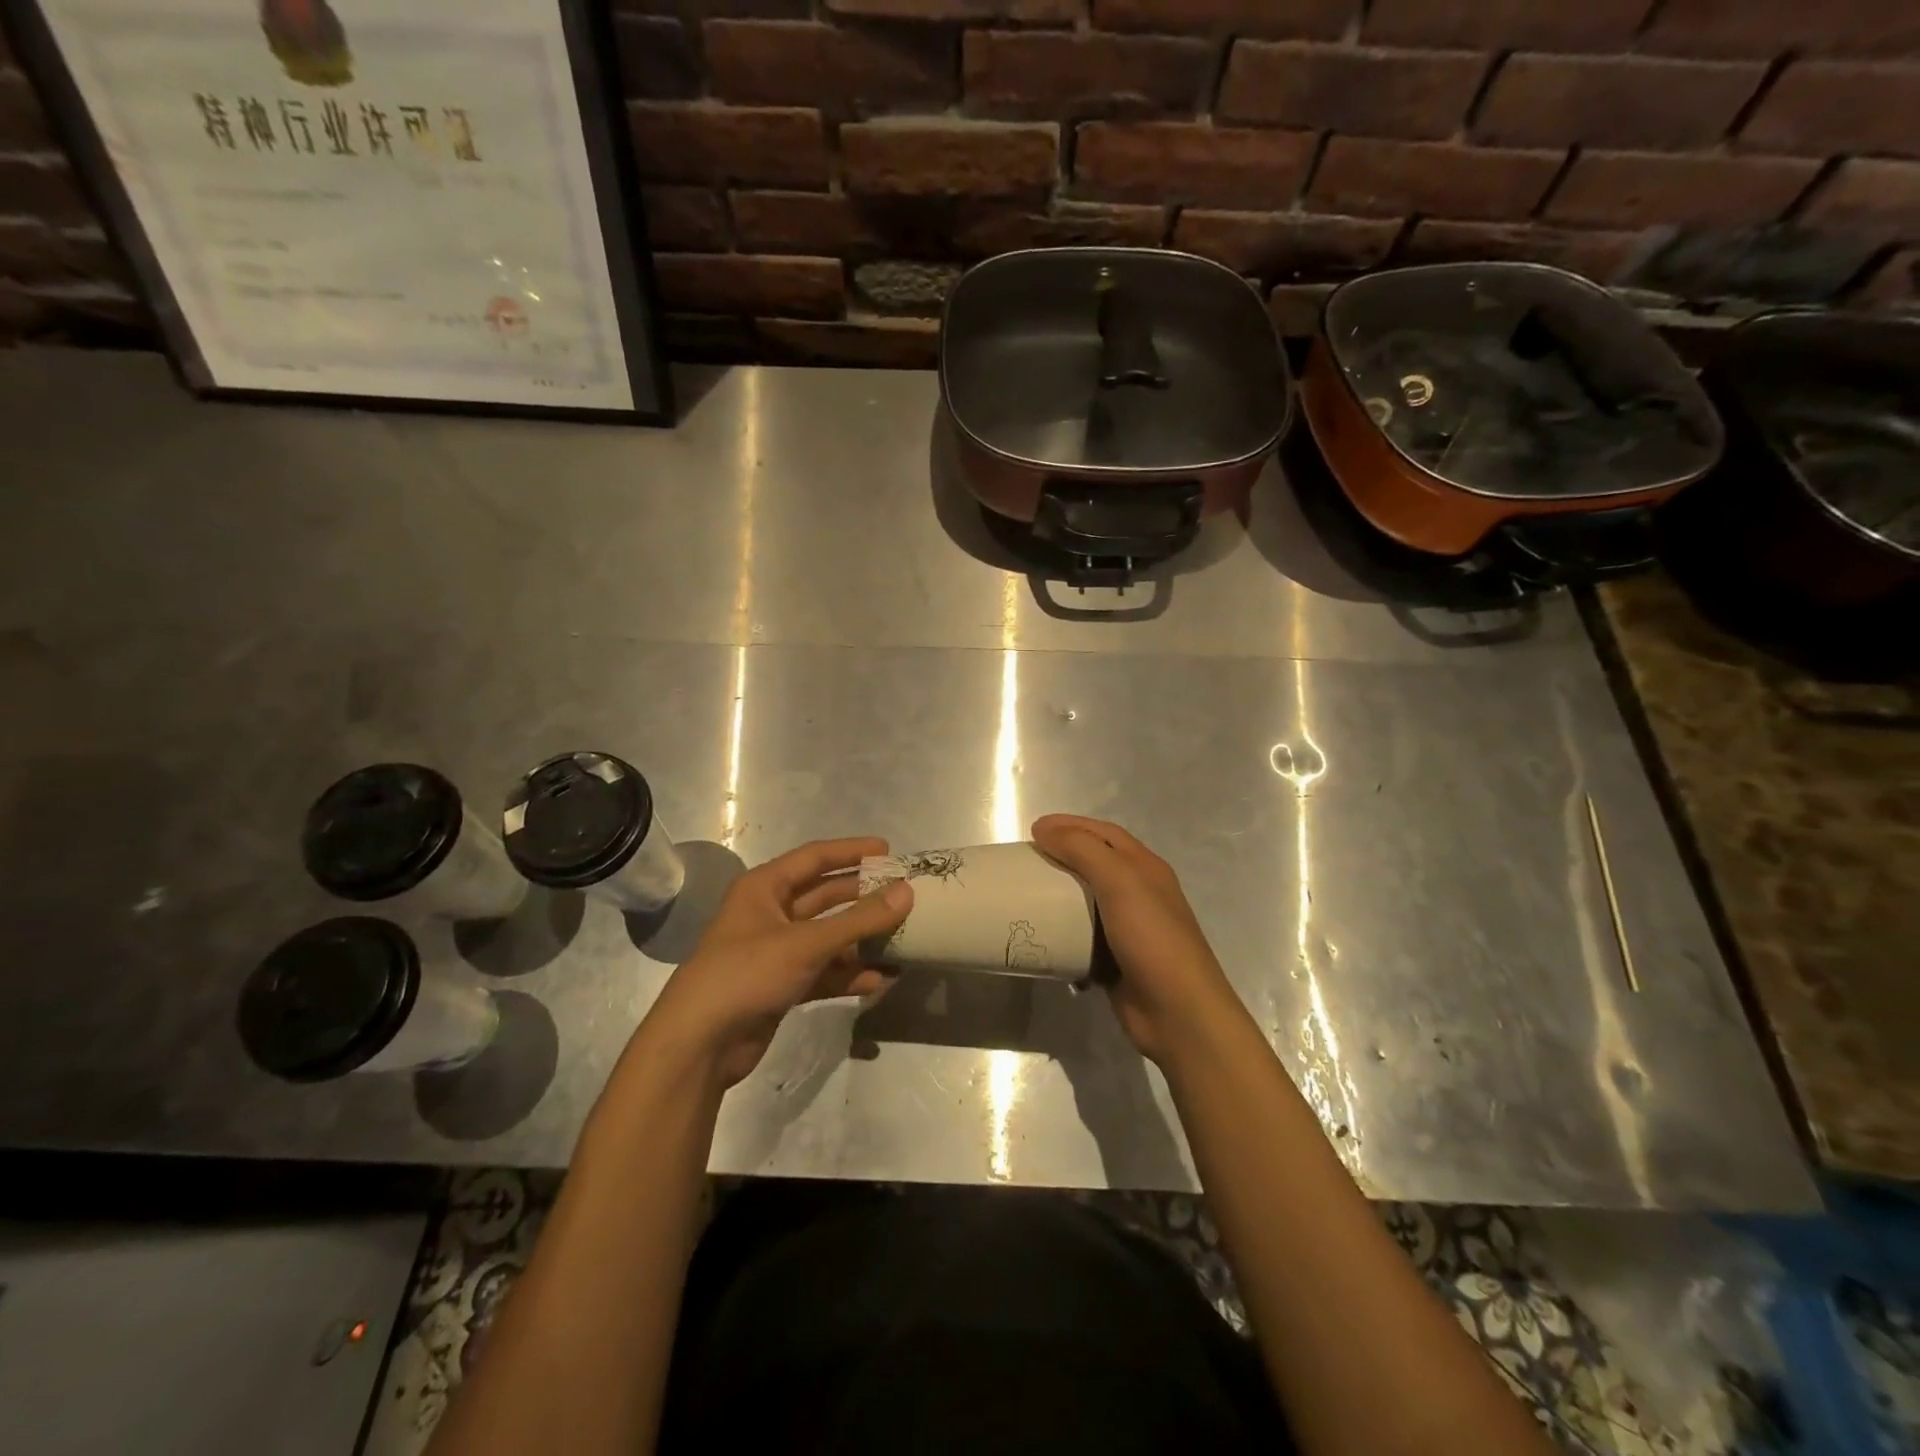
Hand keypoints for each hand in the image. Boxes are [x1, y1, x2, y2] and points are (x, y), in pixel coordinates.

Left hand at [637, 838, 912, 1089]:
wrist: (699, 1045)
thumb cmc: (747, 974)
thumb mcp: (806, 943)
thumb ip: (860, 919)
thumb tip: (907, 892)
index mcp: (765, 888)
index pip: (814, 857)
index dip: (851, 852)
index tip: (890, 852)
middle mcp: (770, 914)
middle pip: (825, 897)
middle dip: (863, 897)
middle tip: (904, 896)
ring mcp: (776, 952)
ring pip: (828, 937)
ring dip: (862, 939)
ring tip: (903, 939)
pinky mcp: (782, 986)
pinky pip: (824, 971)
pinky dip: (849, 974)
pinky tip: (880, 980)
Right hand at [1031, 815, 1248, 1064]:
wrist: (1178, 1012)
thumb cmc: (1152, 938)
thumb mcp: (1120, 882)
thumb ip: (1083, 850)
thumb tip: (1044, 829)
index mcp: (1146, 868)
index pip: (1105, 833)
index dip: (1071, 825)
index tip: (1034, 829)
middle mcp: (1139, 893)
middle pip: (1095, 864)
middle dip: (1062, 857)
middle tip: (1026, 861)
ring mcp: (1128, 929)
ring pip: (1087, 902)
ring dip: (1058, 896)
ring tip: (1026, 895)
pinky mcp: (1115, 961)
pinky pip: (1082, 938)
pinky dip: (1062, 934)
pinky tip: (1041, 935)